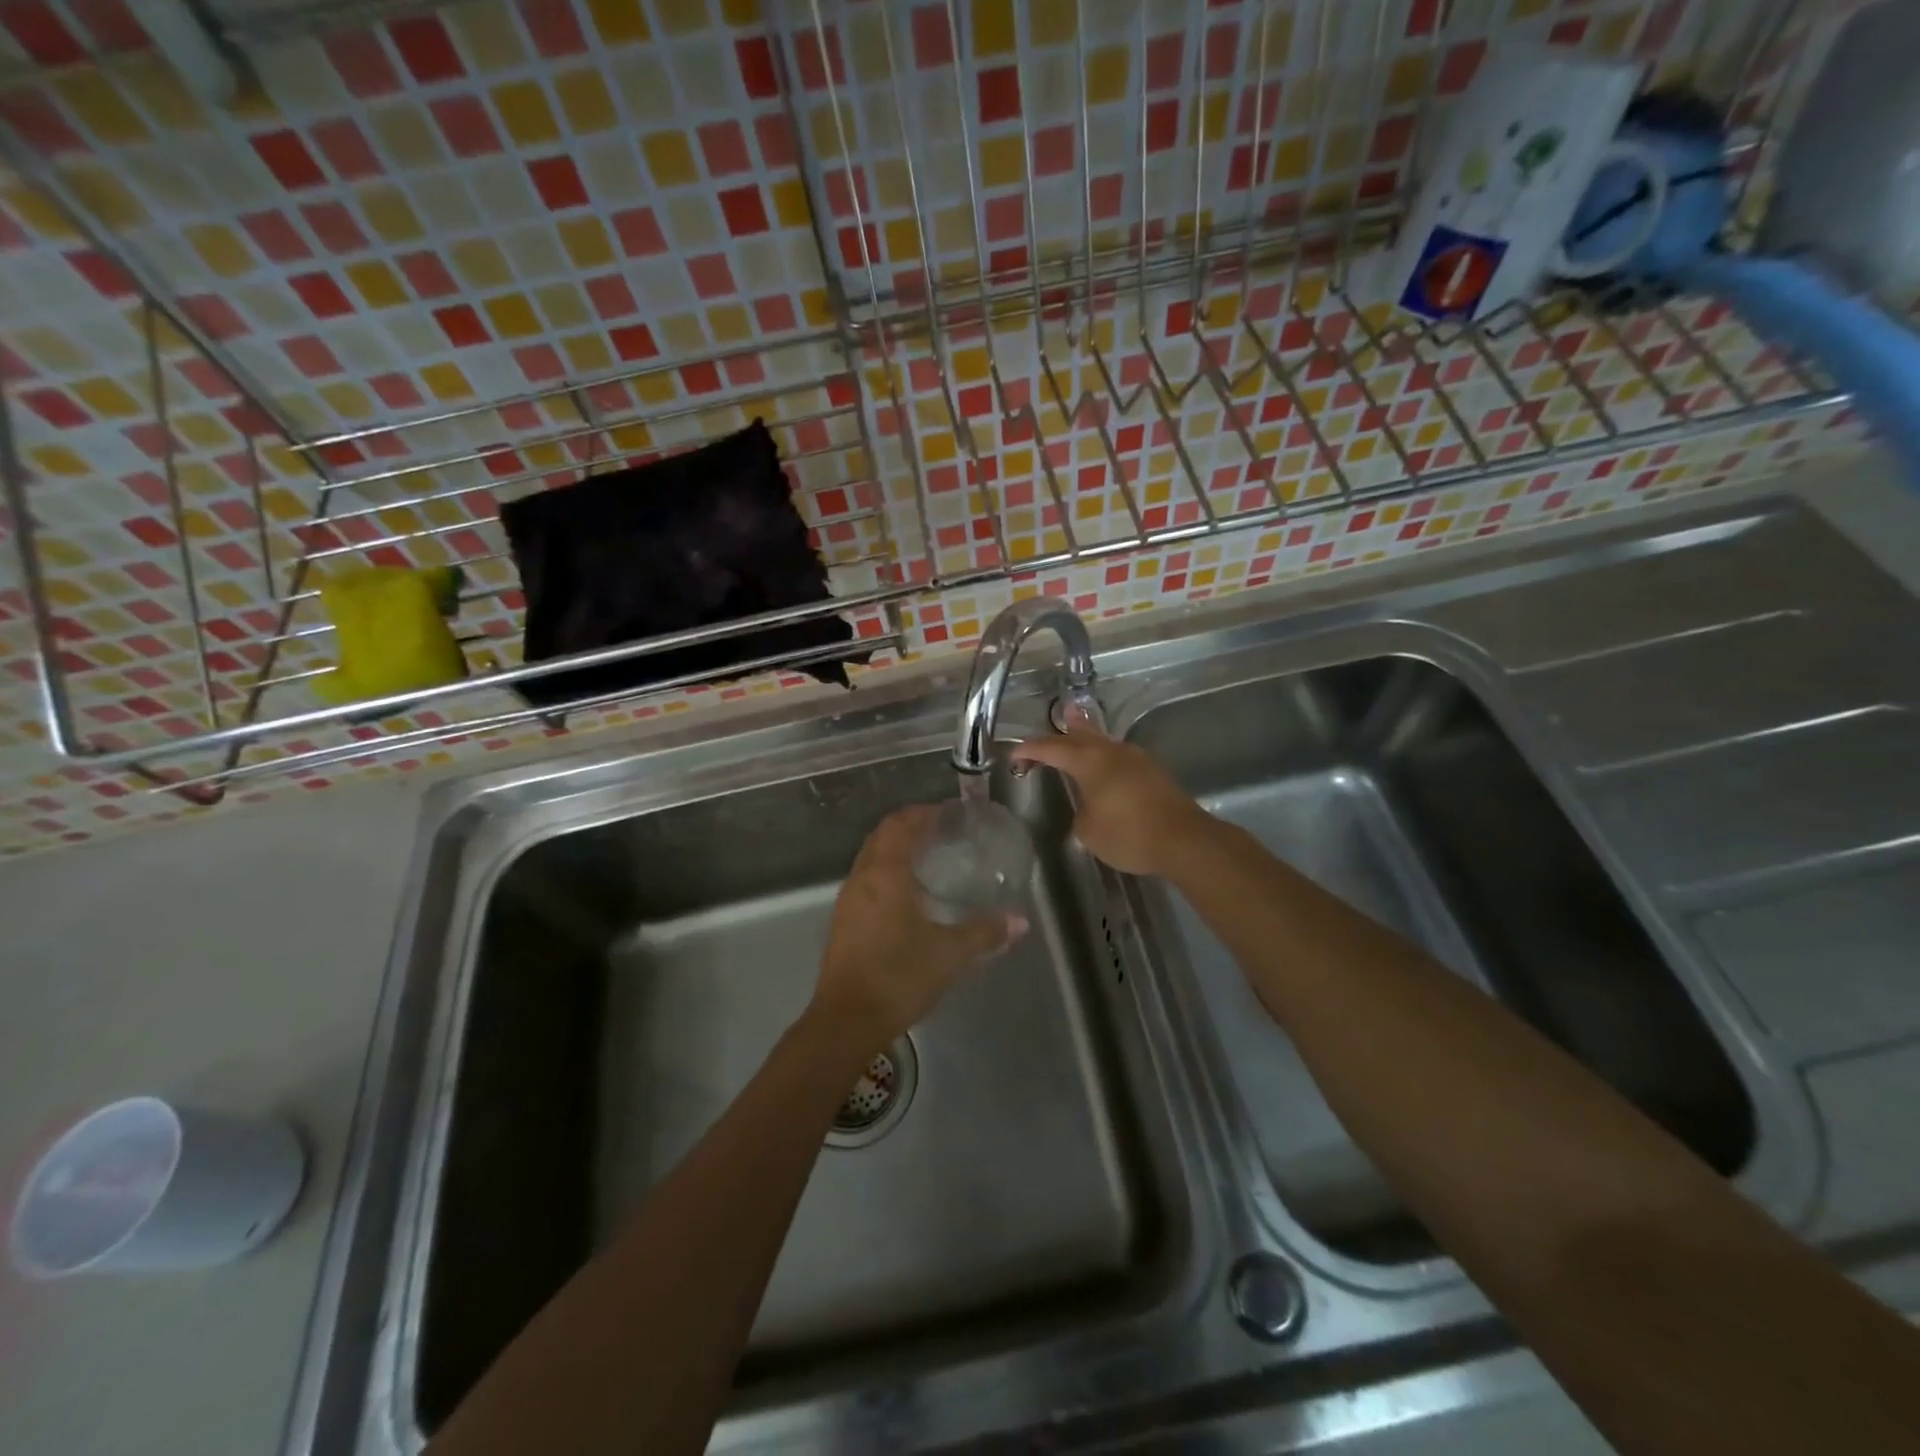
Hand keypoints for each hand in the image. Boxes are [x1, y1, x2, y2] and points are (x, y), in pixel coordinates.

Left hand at [814, 805, 1022, 1048]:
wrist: (846, 1020)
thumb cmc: (899, 976)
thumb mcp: (950, 954)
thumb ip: (985, 933)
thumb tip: (1020, 921)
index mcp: (885, 874)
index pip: (900, 825)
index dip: (923, 813)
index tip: (948, 813)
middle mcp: (862, 878)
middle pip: (882, 836)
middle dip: (909, 827)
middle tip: (942, 832)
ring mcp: (848, 901)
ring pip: (870, 859)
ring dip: (895, 850)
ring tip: (927, 859)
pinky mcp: (843, 923)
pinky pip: (865, 881)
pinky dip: (885, 873)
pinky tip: (906, 896)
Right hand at [1011, 729, 1211, 876]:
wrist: (1184, 840)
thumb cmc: (1129, 834)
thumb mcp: (1089, 831)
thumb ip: (1081, 814)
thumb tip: (1089, 808)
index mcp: (1090, 761)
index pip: (1052, 748)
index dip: (1030, 750)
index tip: (1014, 753)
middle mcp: (1112, 752)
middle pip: (1081, 735)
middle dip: (1062, 731)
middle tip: (1051, 721)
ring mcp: (1136, 760)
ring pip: (1103, 742)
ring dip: (1087, 737)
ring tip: (1077, 728)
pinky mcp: (1153, 773)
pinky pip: (1119, 757)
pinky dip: (1104, 756)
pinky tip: (1105, 765)